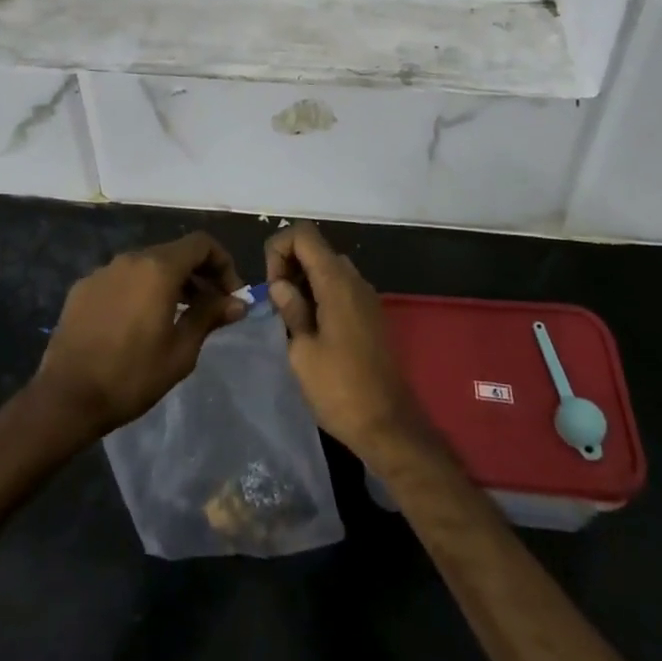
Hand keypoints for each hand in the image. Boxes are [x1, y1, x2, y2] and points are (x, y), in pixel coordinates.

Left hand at [33, 233, 245, 440]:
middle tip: (211, 308)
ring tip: (178, 317)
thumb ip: (210, 317)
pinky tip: (139, 323)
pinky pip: (122, 279)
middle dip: (198, 275)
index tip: (230, 295)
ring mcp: (103, 271)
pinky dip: (140, 290)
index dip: (223, 264)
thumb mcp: (181, 351)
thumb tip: (237, 302)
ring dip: (170, 283)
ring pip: (147, 265)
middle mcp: (130, 258)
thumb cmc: (131, 375)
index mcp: (158, 268)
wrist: (66, 397)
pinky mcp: (83, 287)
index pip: (201, 244)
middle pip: (174, 253)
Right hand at [266, 222, 427, 463]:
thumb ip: (290, 309)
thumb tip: (281, 285)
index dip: (279, 249)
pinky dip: (320, 295)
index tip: (272, 286)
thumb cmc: (340, 389)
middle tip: (277, 305)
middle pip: (315, 248)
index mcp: (336, 281)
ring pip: (328, 268)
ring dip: (304, 282)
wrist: (389, 426)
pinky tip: (311, 329)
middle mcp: (355, 280)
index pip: (303, 234)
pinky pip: (341, 288)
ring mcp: (366, 297)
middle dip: (289, 266)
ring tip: (290, 319)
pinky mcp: (371, 315)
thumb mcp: (302, 351)